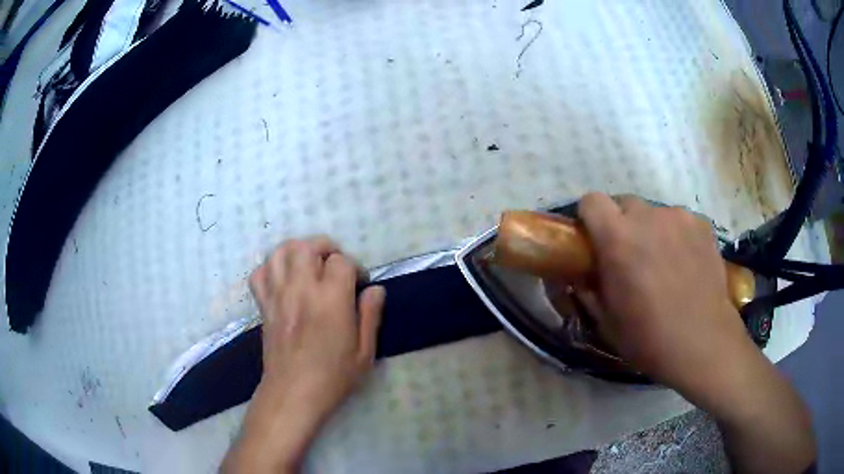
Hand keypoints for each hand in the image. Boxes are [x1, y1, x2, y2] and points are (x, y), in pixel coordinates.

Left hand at [222, 236, 384, 472]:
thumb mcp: (365, 352)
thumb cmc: (333, 377)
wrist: (293, 393)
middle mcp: (301, 289)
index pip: (341, 261)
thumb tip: (376, 289)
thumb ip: (371, 316)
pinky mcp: (264, 305)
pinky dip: (271, 268)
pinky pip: (259, 273)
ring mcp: (278, 295)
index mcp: (331, 300)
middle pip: (307, 246)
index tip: (359, 284)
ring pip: (281, 252)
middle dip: (325, 248)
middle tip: (334, 265)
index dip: (355, 267)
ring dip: (297, 251)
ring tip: (309, 264)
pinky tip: (283, 278)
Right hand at [577, 193, 813, 473]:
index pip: (591, 200)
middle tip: (631, 257)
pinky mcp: (702, 224)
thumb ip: (589, 289)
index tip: (595, 241)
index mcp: (618, 239)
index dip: (589, 219)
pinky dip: (676, 236)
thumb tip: (580, 274)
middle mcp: (648, 217)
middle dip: (621, 226)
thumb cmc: (650, 338)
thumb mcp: (607, 321)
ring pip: (654, 213)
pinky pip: (679, 221)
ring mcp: (679, 217)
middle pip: (624, 204)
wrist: (704, 343)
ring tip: (664, 264)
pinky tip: (686, 264)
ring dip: (651, 231)